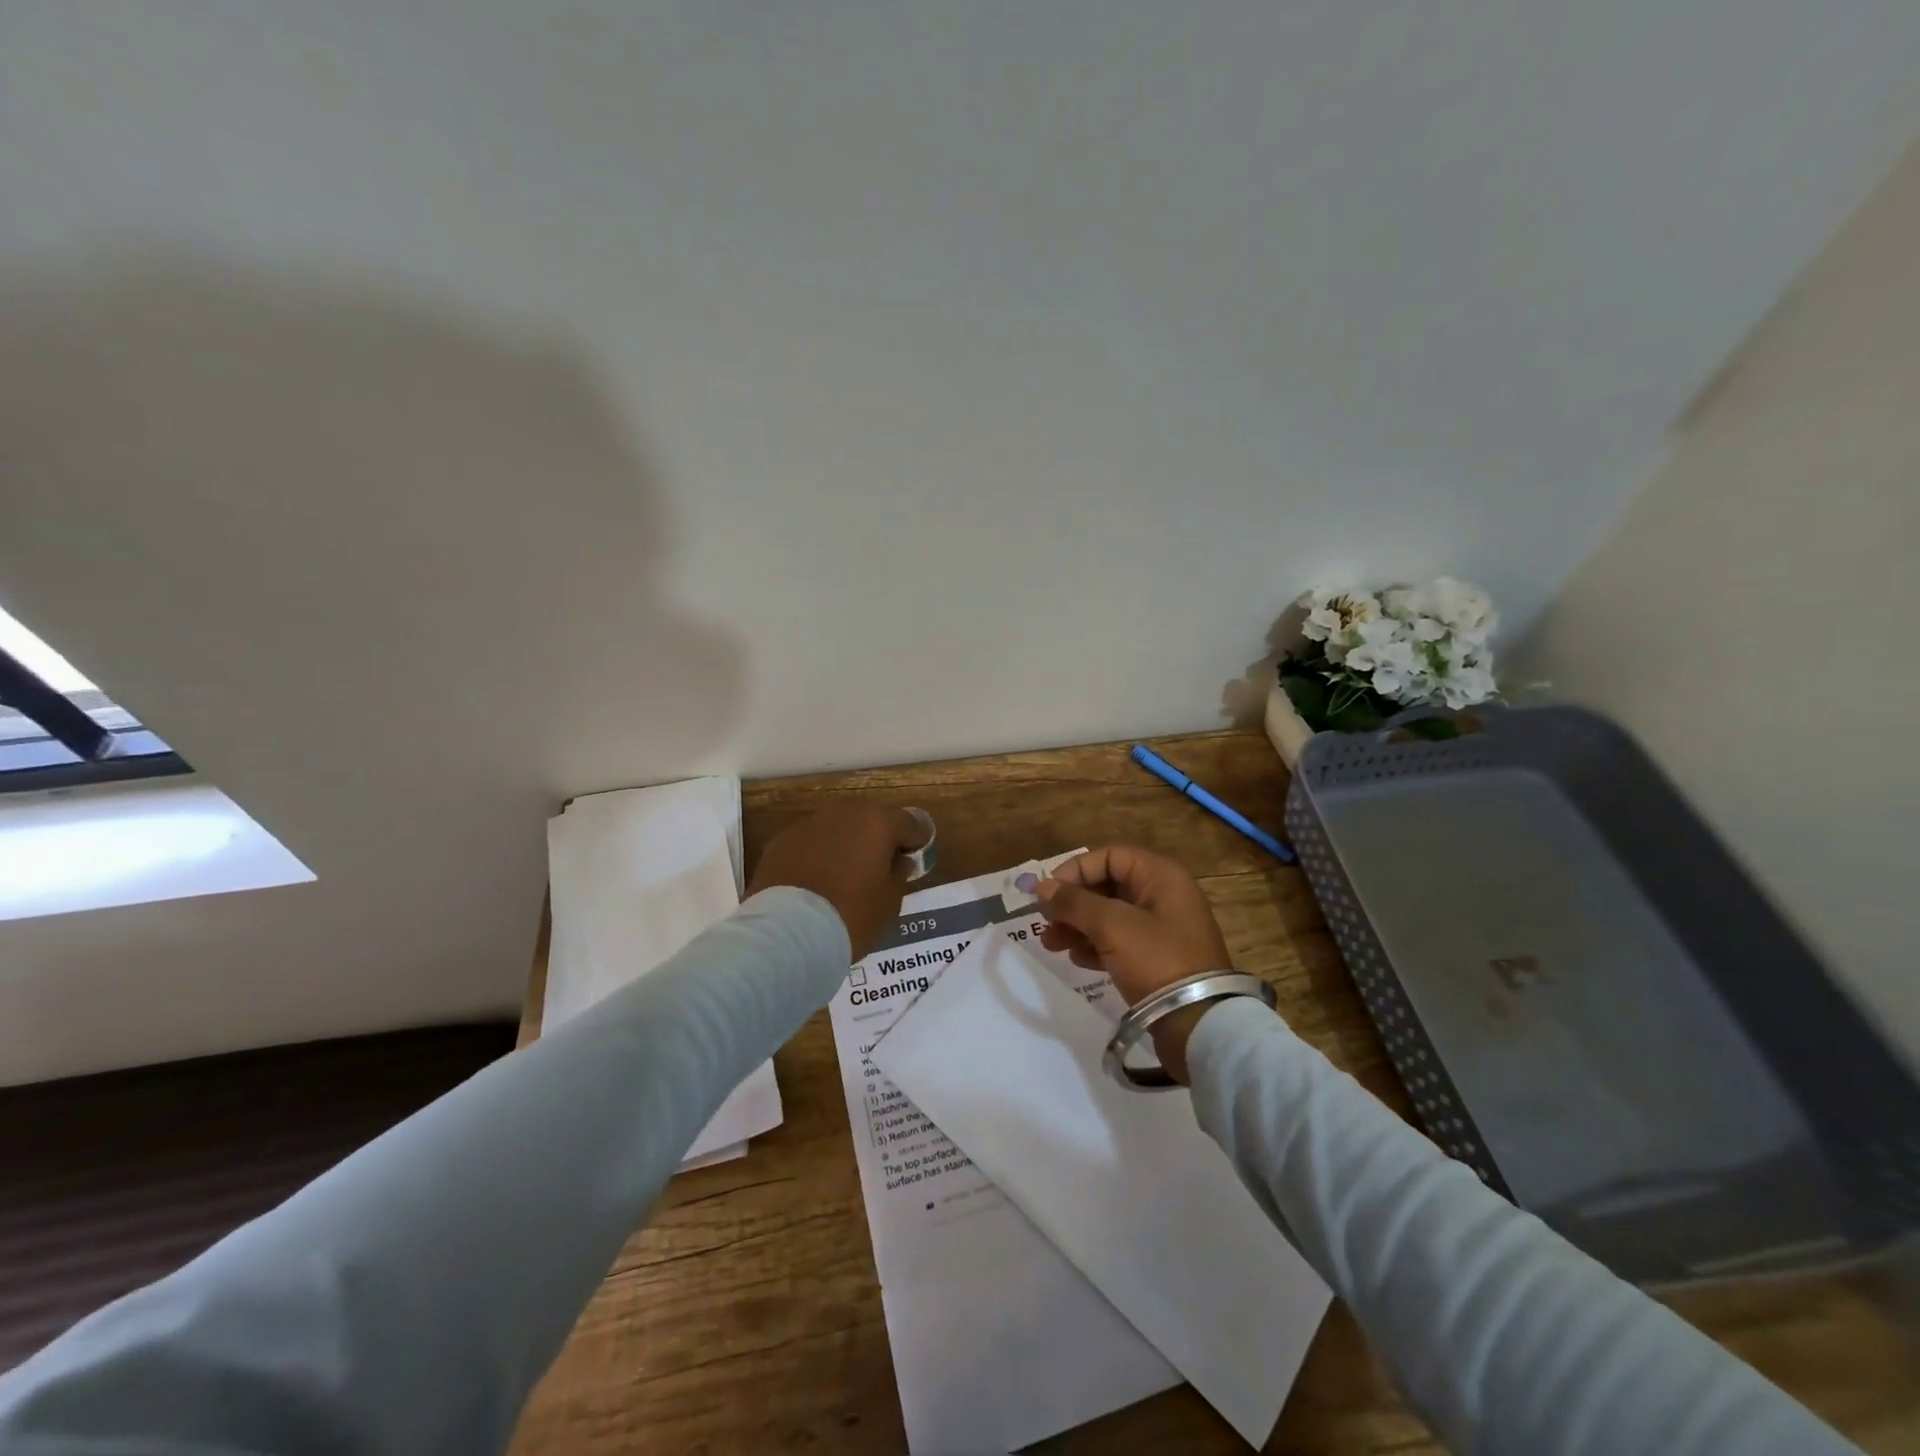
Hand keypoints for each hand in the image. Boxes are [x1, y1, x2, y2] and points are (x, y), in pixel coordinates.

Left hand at [747, 805, 930, 958]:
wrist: (789, 933)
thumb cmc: (852, 916)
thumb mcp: (890, 903)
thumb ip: (898, 875)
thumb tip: (896, 862)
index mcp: (878, 823)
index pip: (910, 824)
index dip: (915, 842)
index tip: (913, 862)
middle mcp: (844, 814)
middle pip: (869, 821)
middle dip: (876, 841)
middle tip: (877, 871)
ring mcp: (808, 825)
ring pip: (836, 831)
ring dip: (844, 847)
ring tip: (842, 879)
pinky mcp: (780, 842)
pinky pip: (809, 845)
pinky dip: (815, 857)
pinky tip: (814, 885)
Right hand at [1034, 846, 1234, 1083]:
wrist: (1199, 1023)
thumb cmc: (1157, 960)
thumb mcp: (1112, 926)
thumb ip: (1074, 903)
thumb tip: (1042, 887)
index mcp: (1161, 876)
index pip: (1109, 857)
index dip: (1076, 870)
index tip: (1049, 893)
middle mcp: (1162, 896)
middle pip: (1107, 886)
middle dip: (1073, 903)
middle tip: (1044, 921)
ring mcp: (1161, 929)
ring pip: (1109, 916)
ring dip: (1077, 926)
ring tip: (1050, 944)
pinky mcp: (1156, 959)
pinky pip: (1118, 942)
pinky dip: (1094, 946)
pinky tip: (1075, 959)